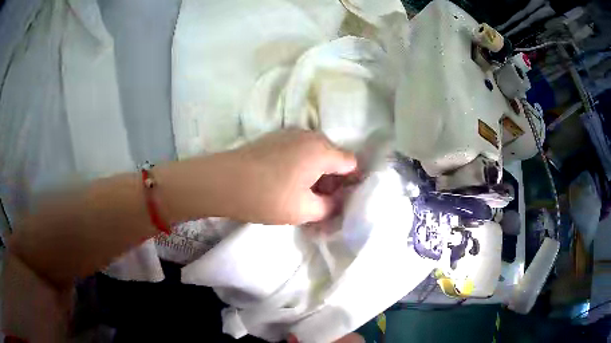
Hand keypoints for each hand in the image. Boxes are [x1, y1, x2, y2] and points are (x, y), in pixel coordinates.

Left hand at [225, 129, 356, 223]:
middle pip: (334, 157)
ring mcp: (291, 134)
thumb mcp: (304, 210)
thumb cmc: (268, 196)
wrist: (223, 181)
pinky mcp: (276, 138)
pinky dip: (302, 166)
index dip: (351, 183)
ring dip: (317, 173)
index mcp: (323, 150)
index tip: (342, 201)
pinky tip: (287, 182)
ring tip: (303, 195)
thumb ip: (330, 207)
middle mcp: (310, 136)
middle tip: (322, 202)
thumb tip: (337, 202)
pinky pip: (300, 151)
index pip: (351, 164)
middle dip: (333, 180)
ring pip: (316, 154)